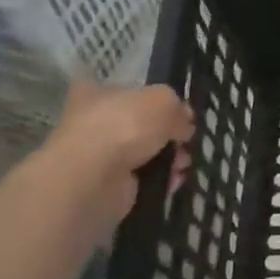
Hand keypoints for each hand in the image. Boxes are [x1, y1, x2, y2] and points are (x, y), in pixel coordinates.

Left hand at [42, 82, 193, 238]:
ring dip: (169, 158)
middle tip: (185, 139)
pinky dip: (162, 180)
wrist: (94, 178)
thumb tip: (183, 123)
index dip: (153, 101)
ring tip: (183, 163)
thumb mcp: (163, 100)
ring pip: (146, 154)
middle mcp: (94, 123)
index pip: (126, 92)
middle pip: (141, 126)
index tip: (176, 112)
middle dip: (169, 134)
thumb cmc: (124, 125)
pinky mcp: (109, 186)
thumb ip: (177, 107)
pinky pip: (144, 179)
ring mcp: (100, 157)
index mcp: (97, 94)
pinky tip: (174, 180)